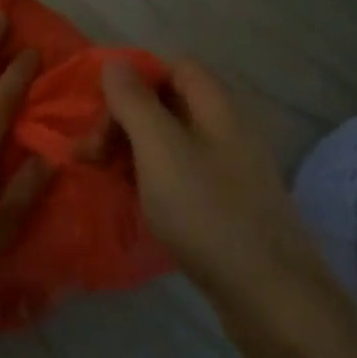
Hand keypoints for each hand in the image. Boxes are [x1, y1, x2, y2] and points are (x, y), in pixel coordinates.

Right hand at [99, 59, 349, 343]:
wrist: (268, 295)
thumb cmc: (206, 211)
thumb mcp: (159, 149)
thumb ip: (134, 102)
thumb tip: (115, 62)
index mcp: (216, 105)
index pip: (172, 65)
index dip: (133, 77)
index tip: (97, 108)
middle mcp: (225, 128)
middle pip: (166, 102)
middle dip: (122, 118)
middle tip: (88, 152)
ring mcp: (227, 167)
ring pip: (168, 139)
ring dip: (129, 149)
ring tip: (100, 175)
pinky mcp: (223, 201)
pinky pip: (177, 171)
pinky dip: (148, 175)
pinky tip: (130, 197)